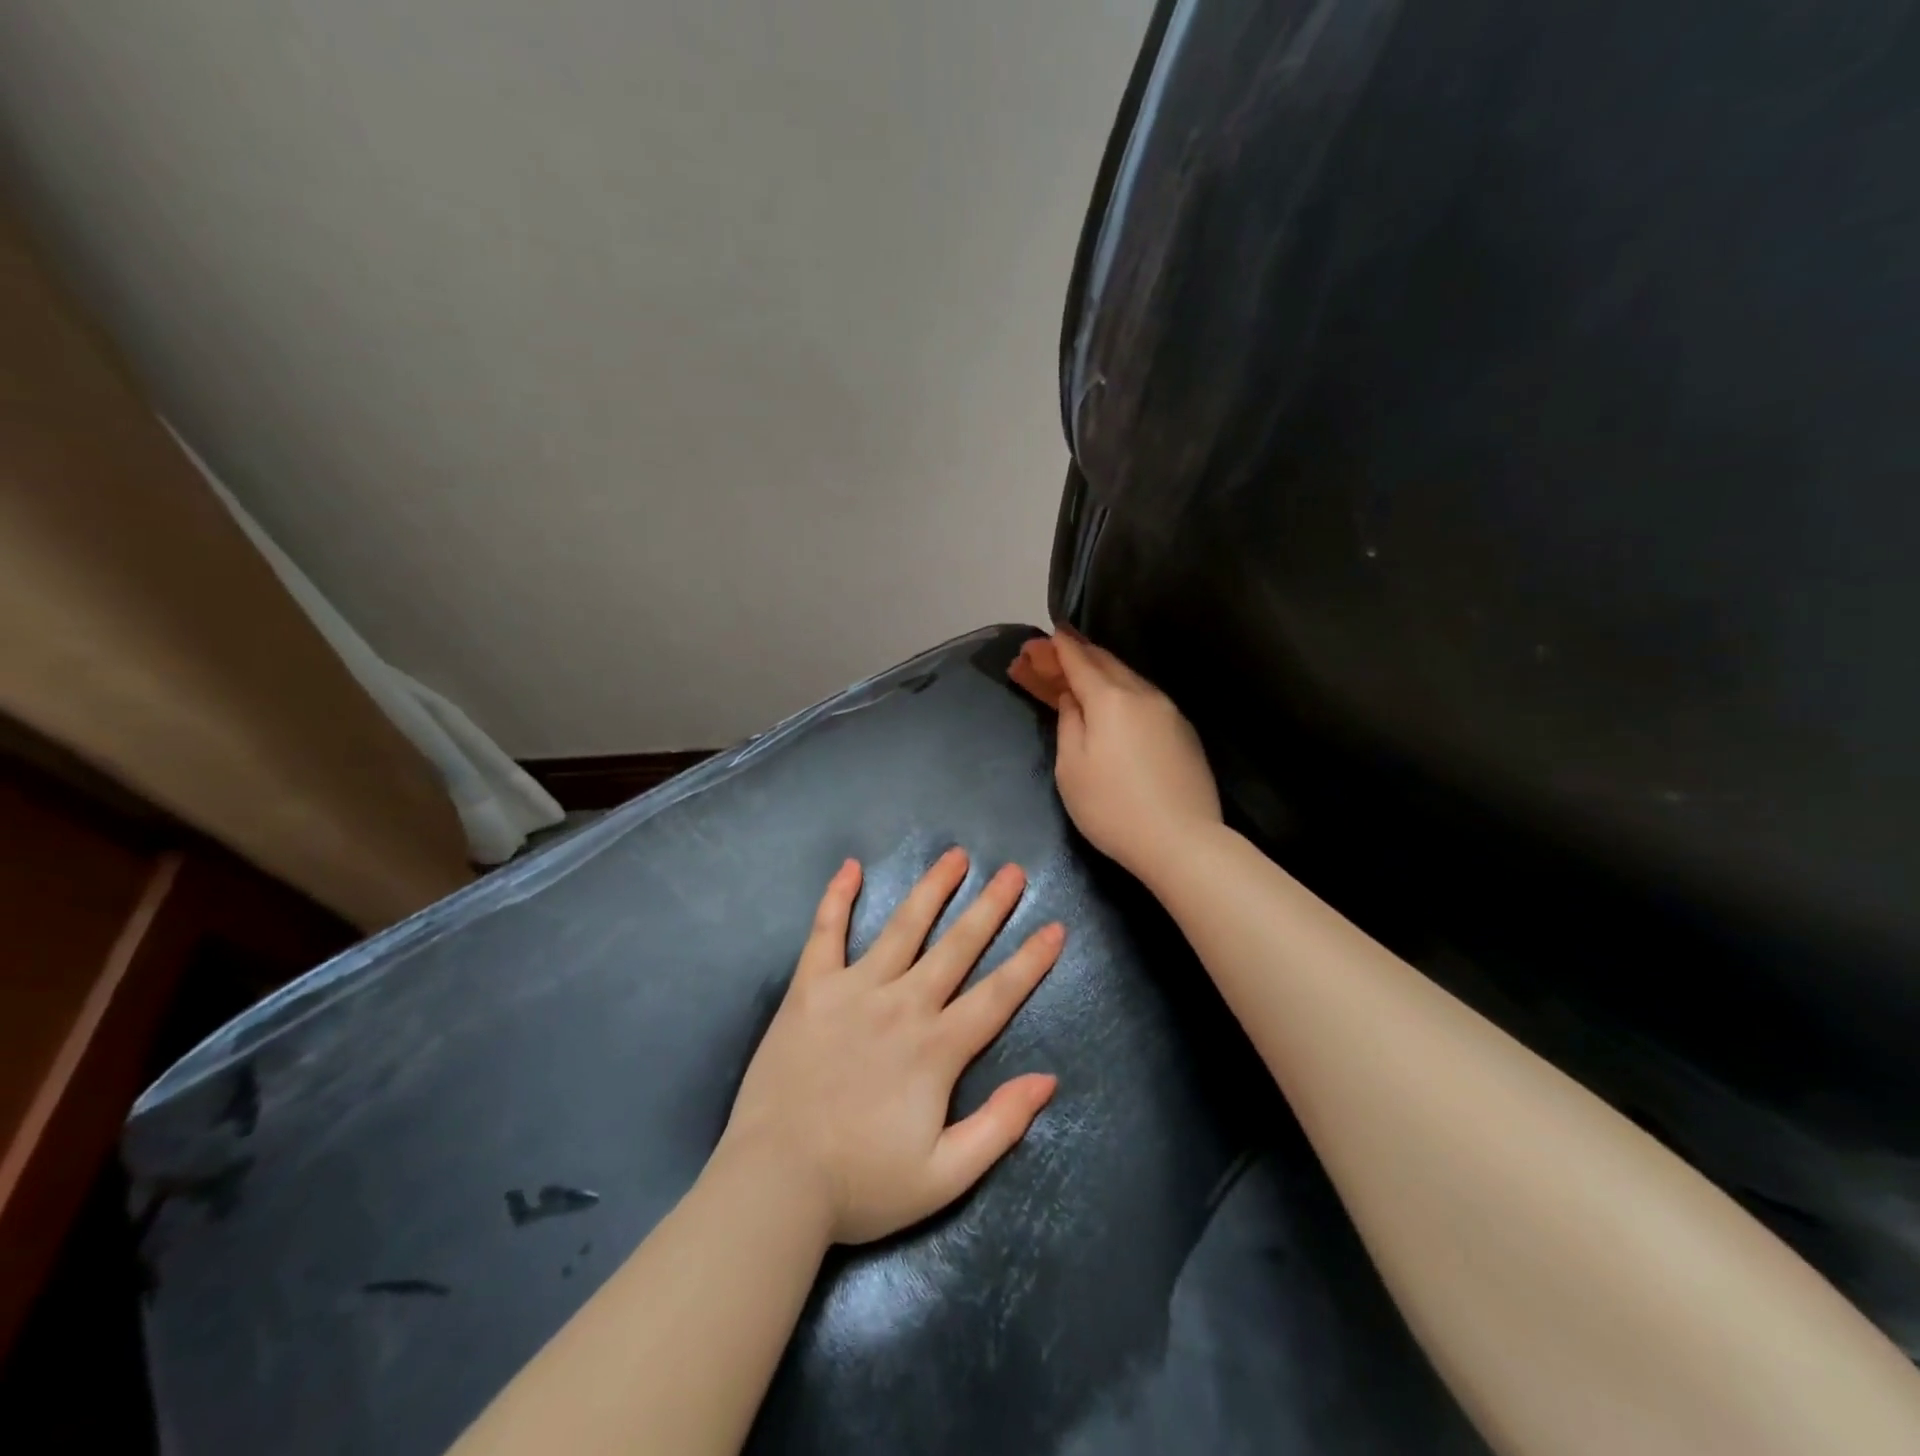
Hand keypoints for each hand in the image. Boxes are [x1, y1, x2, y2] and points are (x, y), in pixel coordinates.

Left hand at [719, 850, 1063, 1245]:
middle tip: (1012, 871)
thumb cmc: (862, 1184)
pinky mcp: (811, 989)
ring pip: (902, 927)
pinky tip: (850, 867)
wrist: (776, 1183)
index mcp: (937, 1048)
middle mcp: (902, 1005)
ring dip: (932, 889)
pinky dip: (837, 898)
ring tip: (955, 857)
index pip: (997, 994)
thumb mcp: (945, 1175)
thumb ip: (1000, 1126)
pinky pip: (825, 933)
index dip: (1030, 961)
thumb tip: (1047, 1079)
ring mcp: (854, 990)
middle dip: (989, 907)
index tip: (1054, 927)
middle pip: (956, 946)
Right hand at [1010, 628, 1222, 885]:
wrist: (1181, 842)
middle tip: (1052, 653)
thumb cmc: (1112, 808)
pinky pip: (1145, 698)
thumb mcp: (1072, 768)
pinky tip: (1114, 702)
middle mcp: (1143, 694)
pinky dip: (1122, 691)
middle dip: (1077, 654)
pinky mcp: (1184, 732)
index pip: (1079, 660)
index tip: (1040, 638)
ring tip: (1080, 674)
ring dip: (1101, 671)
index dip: (1057, 648)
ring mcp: (1169, 712)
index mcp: (1111, 699)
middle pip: (1106, 662)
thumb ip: (1069, 723)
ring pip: (1129, 678)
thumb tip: (1073, 698)